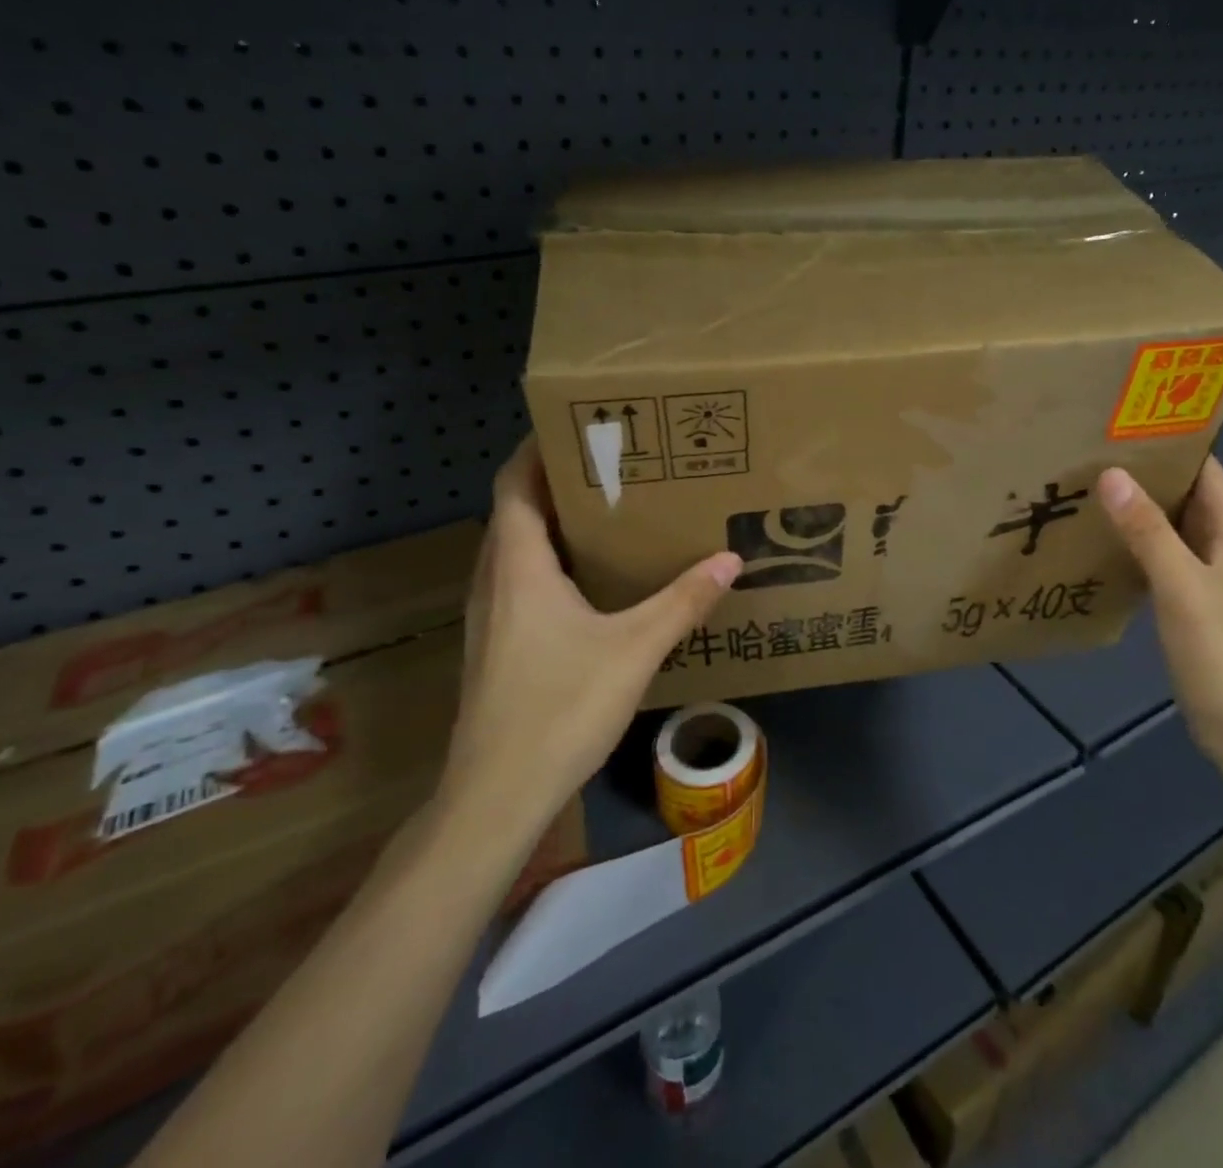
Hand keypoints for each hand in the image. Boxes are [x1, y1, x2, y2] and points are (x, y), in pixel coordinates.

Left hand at [435, 437, 740, 844]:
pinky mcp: (497, 644)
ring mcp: (491, 614)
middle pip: (516, 509)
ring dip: (553, 521)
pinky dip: (551, 560)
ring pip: (517, 547)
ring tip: (609, 511)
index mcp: (518, 564)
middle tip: (613, 464)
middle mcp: (495, 578)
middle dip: (557, 480)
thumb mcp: (635, 648)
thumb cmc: (560, 707)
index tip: (579, 426)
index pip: (514, 483)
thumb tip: (731, 559)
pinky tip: (592, 579)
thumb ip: (683, 601)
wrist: (497, 795)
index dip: (538, 448)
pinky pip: (521, 579)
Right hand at [1096, 458, 1222, 778]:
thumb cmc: (1220, 650)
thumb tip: (1111, 474)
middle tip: (1092, 451)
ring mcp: (1205, 575)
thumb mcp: (1181, 585)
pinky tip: (1100, 541)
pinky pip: (1159, 556)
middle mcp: (1221, 546)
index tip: (1127, 424)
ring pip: (1169, 526)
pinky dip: (1134, 542)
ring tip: (1088, 487)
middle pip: (1185, 495)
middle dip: (1147, 472)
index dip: (1174, 443)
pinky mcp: (1188, 601)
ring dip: (1137, 507)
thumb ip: (1147, 531)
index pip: (1207, 470)